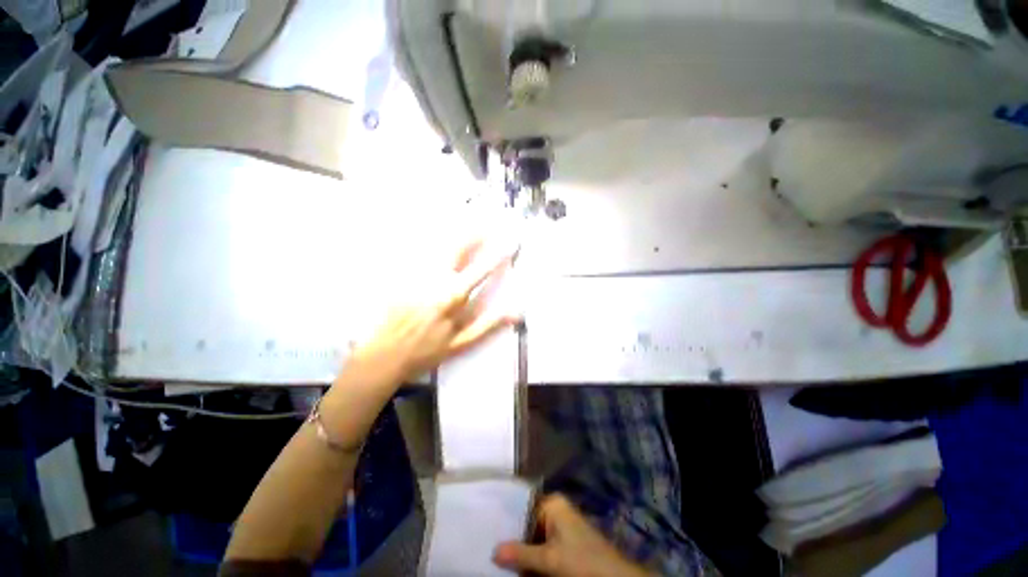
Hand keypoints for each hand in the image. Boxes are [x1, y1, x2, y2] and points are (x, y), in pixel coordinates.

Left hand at [345, 239, 518, 387]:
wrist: (382, 356)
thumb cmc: (426, 352)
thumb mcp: (461, 343)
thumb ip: (489, 323)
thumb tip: (517, 310)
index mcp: (453, 296)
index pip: (481, 269)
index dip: (498, 255)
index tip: (510, 242)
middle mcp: (435, 279)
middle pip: (458, 248)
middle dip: (474, 233)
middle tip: (486, 222)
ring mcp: (415, 275)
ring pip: (437, 246)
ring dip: (454, 233)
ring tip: (467, 221)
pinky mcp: (399, 276)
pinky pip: (416, 253)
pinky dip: (429, 242)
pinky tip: (435, 236)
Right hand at [493, 494, 651, 576]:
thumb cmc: (582, 561)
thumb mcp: (549, 560)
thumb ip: (521, 554)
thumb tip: (493, 551)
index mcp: (552, 503)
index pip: (522, 506)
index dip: (505, 520)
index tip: (487, 529)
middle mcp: (555, 509)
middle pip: (526, 522)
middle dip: (512, 537)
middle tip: (490, 546)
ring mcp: (561, 525)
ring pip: (533, 535)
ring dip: (521, 548)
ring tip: (499, 557)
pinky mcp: (565, 541)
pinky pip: (542, 544)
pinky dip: (532, 555)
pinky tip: (519, 563)